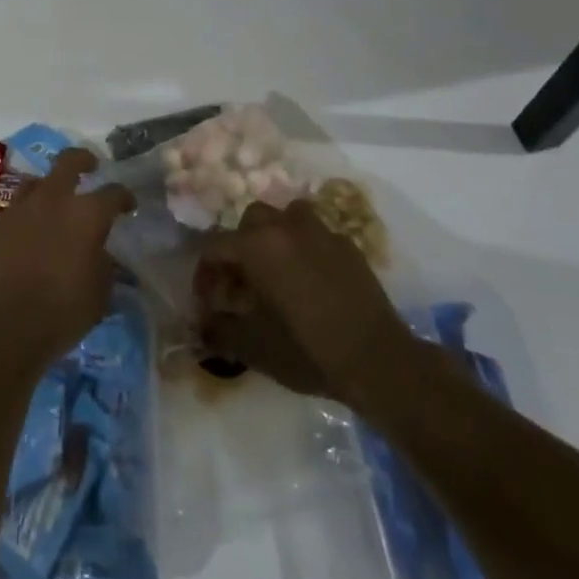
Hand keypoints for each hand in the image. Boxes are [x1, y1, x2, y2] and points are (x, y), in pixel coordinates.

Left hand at [0, 148, 129, 368]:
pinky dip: (26, 216)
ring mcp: (20, 209)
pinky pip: (16, 210)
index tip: (128, 205)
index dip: (123, 197)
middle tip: (91, 165)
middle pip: (69, 161)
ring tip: (54, 201)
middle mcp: (53, 200)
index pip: (113, 193)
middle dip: (83, 159)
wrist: (0, 323)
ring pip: (37, 181)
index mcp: (86, 214)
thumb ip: (103, 266)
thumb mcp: (99, 295)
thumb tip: (101, 254)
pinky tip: (29, 234)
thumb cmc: (61, 312)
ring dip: (49, 187)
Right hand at [196, 199, 412, 411]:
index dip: (205, 273)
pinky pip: (317, 235)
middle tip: (241, 281)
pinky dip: (306, 248)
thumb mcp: (252, 347)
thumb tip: (201, 325)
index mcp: (257, 245)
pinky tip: (311, 280)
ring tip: (277, 270)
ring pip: (287, 217)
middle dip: (240, 246)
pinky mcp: (349, 246)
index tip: (207, 300)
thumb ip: (218, 331)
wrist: (377, 361)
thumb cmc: (306, 350)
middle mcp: (286, 227)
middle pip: (251, 220)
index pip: (215, 246)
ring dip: (275, 236)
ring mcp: (322, 232)